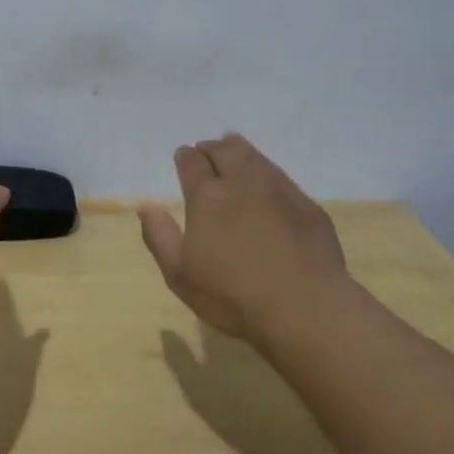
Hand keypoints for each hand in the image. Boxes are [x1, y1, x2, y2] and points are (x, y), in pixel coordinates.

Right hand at [138, 132, 353, 344]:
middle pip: (224, 152)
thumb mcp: (180, 274)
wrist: (304, 307)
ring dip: (240, 149)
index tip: (183, 155)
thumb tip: (146, 206)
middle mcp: (242, 182)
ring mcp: (279, 190)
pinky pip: (281, 176)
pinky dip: (267, 170)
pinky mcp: (307, 205)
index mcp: (207, 196)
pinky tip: (267, 180)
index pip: (192, 163)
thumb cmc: (232, 294)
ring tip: (233, 146)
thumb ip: (160, 236)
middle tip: (206, 149)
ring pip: (255, 157)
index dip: (185, 157)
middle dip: (212, 147)